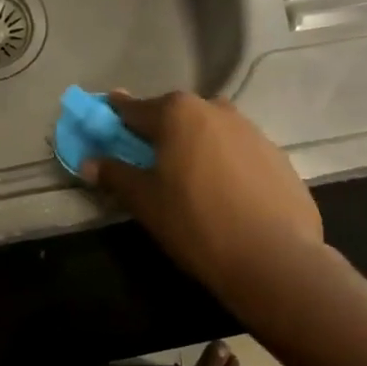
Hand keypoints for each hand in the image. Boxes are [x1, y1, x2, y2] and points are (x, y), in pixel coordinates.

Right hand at [82, 92, 321, 298]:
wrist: (274, 257)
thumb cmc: (196, 223)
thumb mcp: (146, 201)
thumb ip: (115, 175)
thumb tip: (89, 162)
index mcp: (178, 113)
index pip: (136, 108)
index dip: (117, 114)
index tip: (107, 112)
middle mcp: (215, 109)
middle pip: (176, 114)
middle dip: (160, 130)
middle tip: (149, 156)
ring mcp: (251, 129)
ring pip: (211, 130)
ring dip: (196, 144)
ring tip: (190, 177)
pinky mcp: (277, 154)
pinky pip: (239, 150)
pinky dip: (225, 162)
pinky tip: (226, 193)